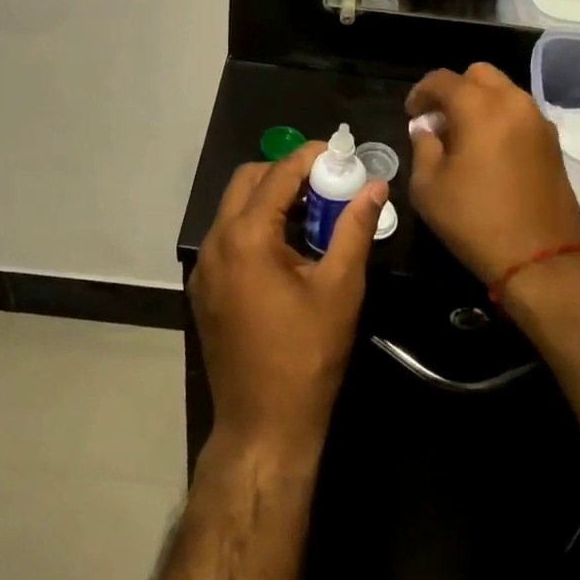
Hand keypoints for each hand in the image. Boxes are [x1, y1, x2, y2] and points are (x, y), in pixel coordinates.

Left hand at [191, 144, 387, 459]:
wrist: (264, 425)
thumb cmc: (307, 355)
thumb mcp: (340, 287)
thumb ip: (355, 228)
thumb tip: (375, 186)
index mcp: (246, 236)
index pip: (277, 174)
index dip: (309, 156)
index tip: (338, 153)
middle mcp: (216, 241)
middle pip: (248, 180)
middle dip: (285, 172)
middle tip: (325, 184)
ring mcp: (204, 266)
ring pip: (234, 207)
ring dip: (270, 199)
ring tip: (311, 214)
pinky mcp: (204, 287)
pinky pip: (228, 236)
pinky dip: (255, 226)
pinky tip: (286, 249)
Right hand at [406, 63, 579, 283]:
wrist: (541, 258)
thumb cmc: (475, 219)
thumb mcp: (428, 186)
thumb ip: (423, 146)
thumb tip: (427, 130)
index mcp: (479, 106)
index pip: (442, 79)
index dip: (420, 93)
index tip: (411, 115)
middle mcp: (512, 102)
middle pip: (478, 75)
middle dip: (454, 90)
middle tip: (439, 120)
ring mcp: (538, 121)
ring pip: (503, 92)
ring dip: (480, 103)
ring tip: (463, 137)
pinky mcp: (552, 142)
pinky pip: (520, 114)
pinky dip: (500, 119)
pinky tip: (488, 151)